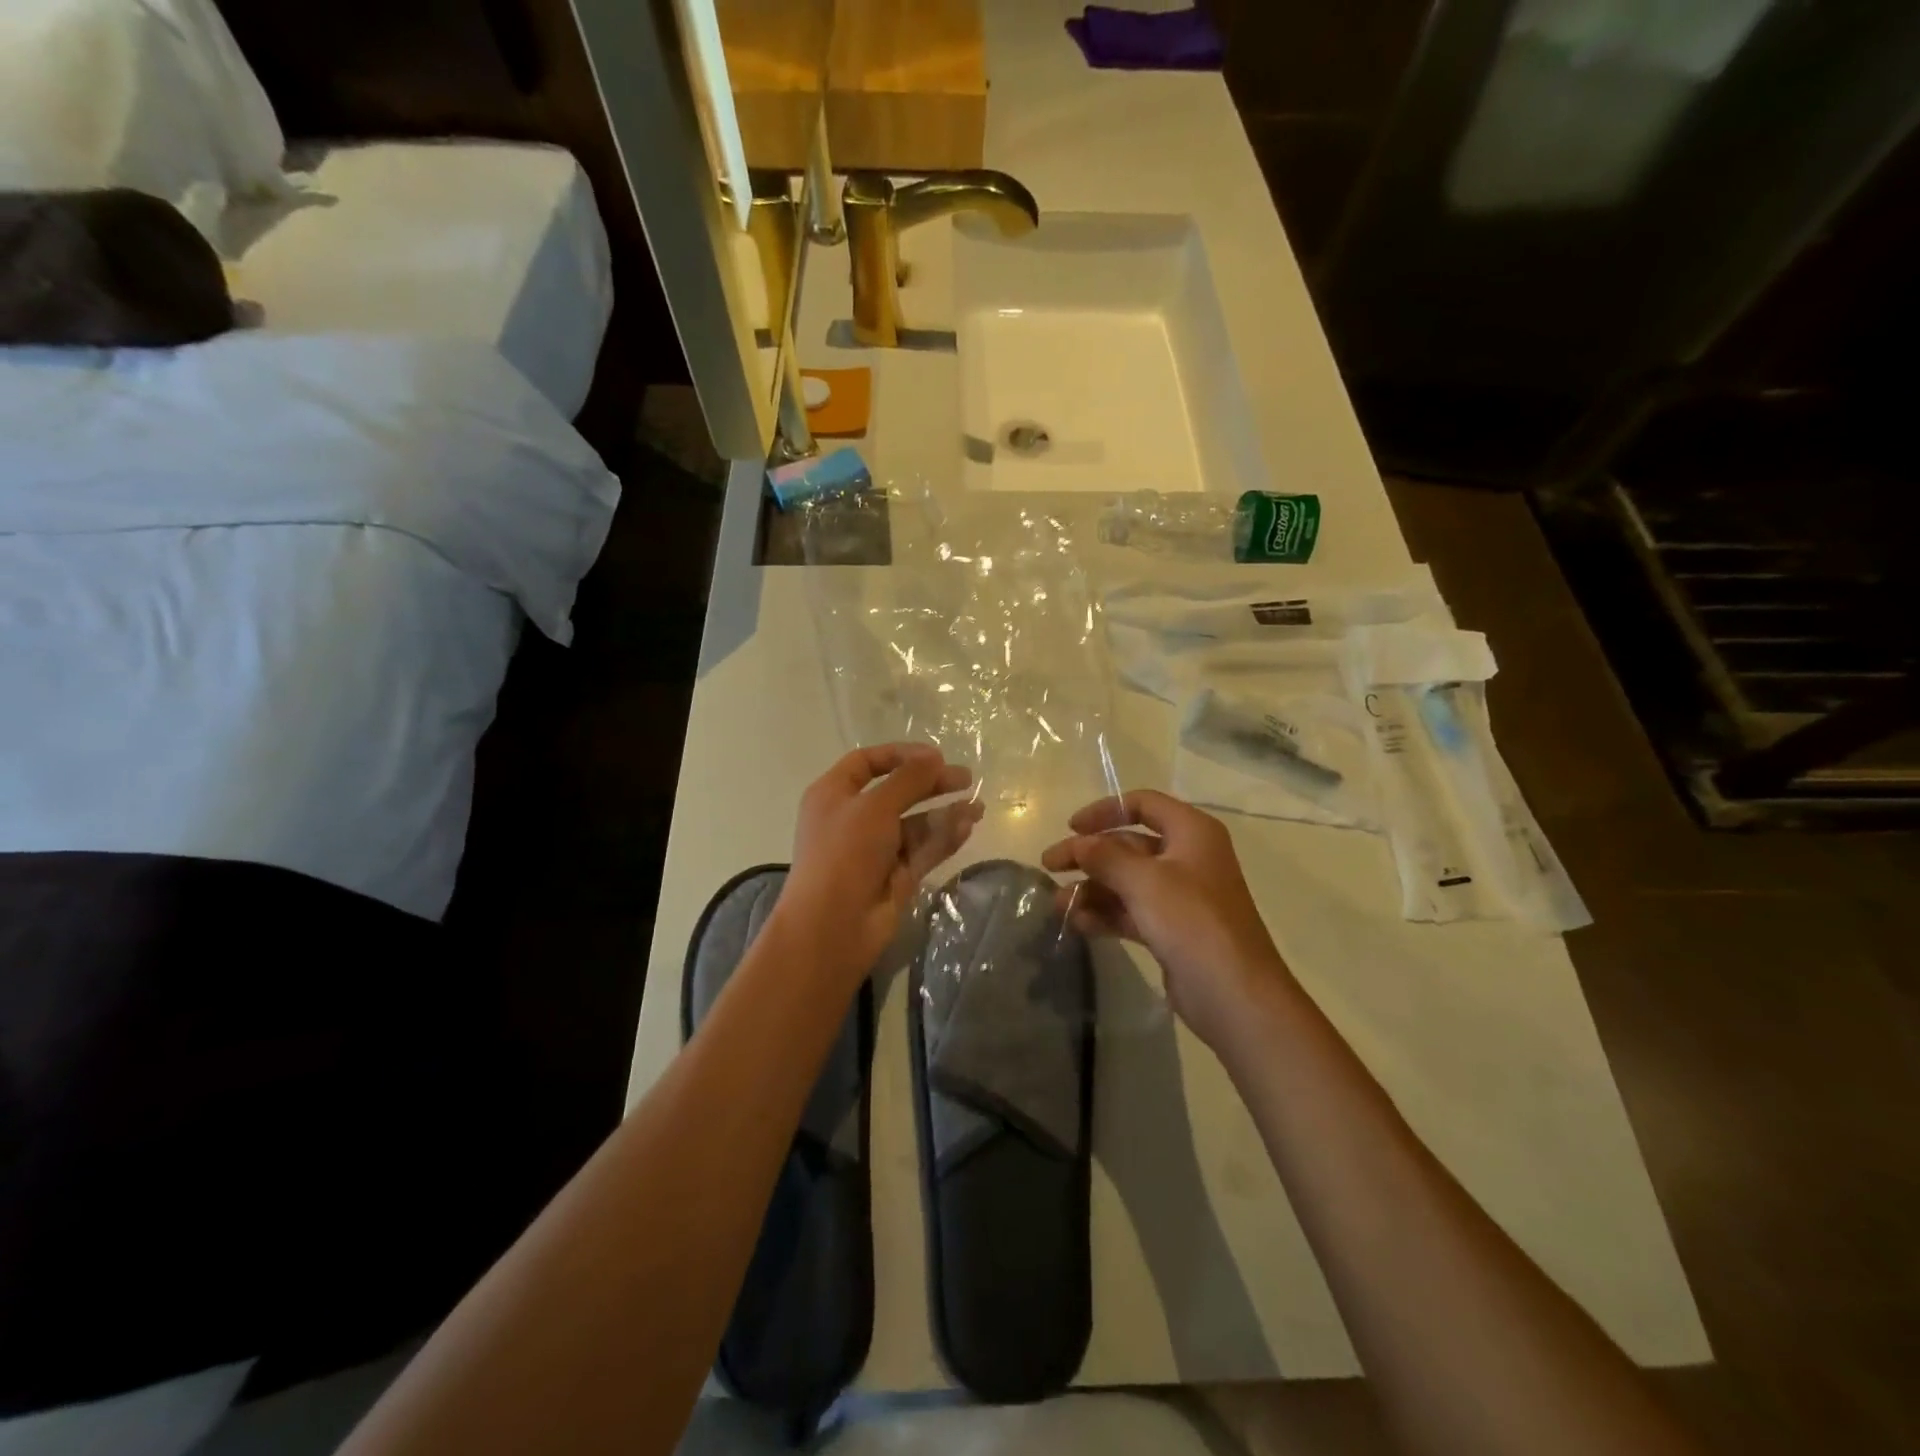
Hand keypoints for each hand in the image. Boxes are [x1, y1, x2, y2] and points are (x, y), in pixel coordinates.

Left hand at [776, 744, 980, 989]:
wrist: (832, 926)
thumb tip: (934, 757)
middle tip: (966, 778)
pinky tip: (966, 828)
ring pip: (915, 824)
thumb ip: (908, 779)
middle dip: (931, 783)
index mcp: (834, 794)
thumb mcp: (875, 806)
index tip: (935, 756)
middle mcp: (854, 818)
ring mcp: (875, 849)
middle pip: (897, 791)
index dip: (900, 754)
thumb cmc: (845, 853)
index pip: (867, 762)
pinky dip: (943, 838)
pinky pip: (923, 850)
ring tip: (978, 807)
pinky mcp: (895, 876)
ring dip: (944, 813)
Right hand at [1042, 790, 1289, 1051]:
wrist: (1235, 995)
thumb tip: (1079, 843)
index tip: (1071, 828)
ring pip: (1127, 881)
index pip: (1143, 804)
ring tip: (1058, 905)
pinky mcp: (1173, 929)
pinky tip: (1079, 925)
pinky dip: (1106, 914)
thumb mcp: (1145, 881)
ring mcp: (1182, 896)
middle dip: (1089, 855)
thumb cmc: (1192, 922)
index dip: (1105, 810)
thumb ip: (1106, 857)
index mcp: (1191, 832)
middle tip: (1049, 867)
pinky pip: (1132, 911)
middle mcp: (1188, 857)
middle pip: (1129, 844)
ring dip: (1092, 888)